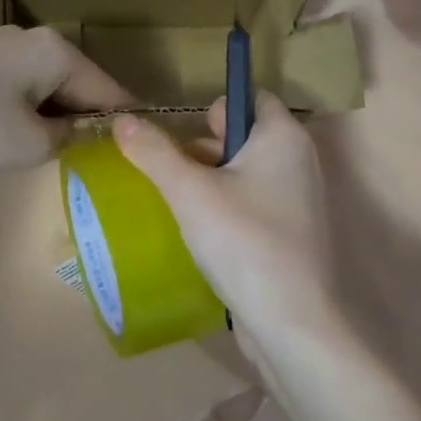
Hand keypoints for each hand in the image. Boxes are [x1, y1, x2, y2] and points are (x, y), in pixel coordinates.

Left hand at [0, 26, 131, 169]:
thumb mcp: (31, 143)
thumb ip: (69, 138)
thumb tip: (77, 131)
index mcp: (58, 53)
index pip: (109, 92)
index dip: (124, 125)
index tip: (138, 151)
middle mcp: (35, 39)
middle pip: (79, 84)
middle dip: (86, 119)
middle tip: (90, 158)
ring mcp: (2, 45)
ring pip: (48, 85)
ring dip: (54, 115)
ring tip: (49, 149)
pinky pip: (20, 84)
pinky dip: (27, 108)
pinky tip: (11, 131)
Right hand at [114, 92, 335, 337]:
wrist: (291, 322)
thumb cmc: (243, 241)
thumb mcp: (189, 192)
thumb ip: (154, 153)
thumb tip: (122, 119)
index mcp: (284, 138)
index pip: (253, 98)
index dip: (216, 108)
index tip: (183, 134)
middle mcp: (299, 163)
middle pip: (244, 137)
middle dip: (203, 151)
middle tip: (170, 174)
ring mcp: (297, 203)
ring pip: (244, 176)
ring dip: (209, 185)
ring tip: (174, 205)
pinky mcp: (289, 236)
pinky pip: (251, 207)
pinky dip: (225, 212)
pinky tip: (198, 234)